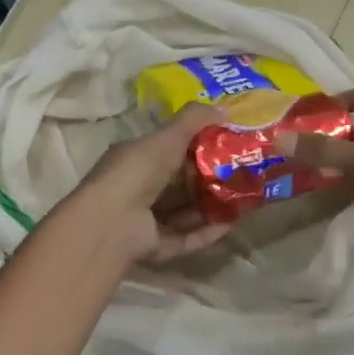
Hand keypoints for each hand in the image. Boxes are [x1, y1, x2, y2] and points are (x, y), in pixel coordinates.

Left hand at [69, 104, 233, 263]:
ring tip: (241, 200)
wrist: (112, 221)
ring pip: (183, 213)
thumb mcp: (167, 137)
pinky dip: (206, 233)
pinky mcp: (154, 247)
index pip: (168, 151)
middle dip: (208, 180)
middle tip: (240, 174)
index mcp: (135, 160)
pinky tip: (230, 225)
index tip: (225, 145)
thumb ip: (194, 120)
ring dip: (210, 208)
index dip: (196, 148)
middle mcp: (138, 189)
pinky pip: (185, 239)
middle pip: (179, 185)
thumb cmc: (137, 171)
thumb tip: (226, 108)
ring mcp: (144, 220)